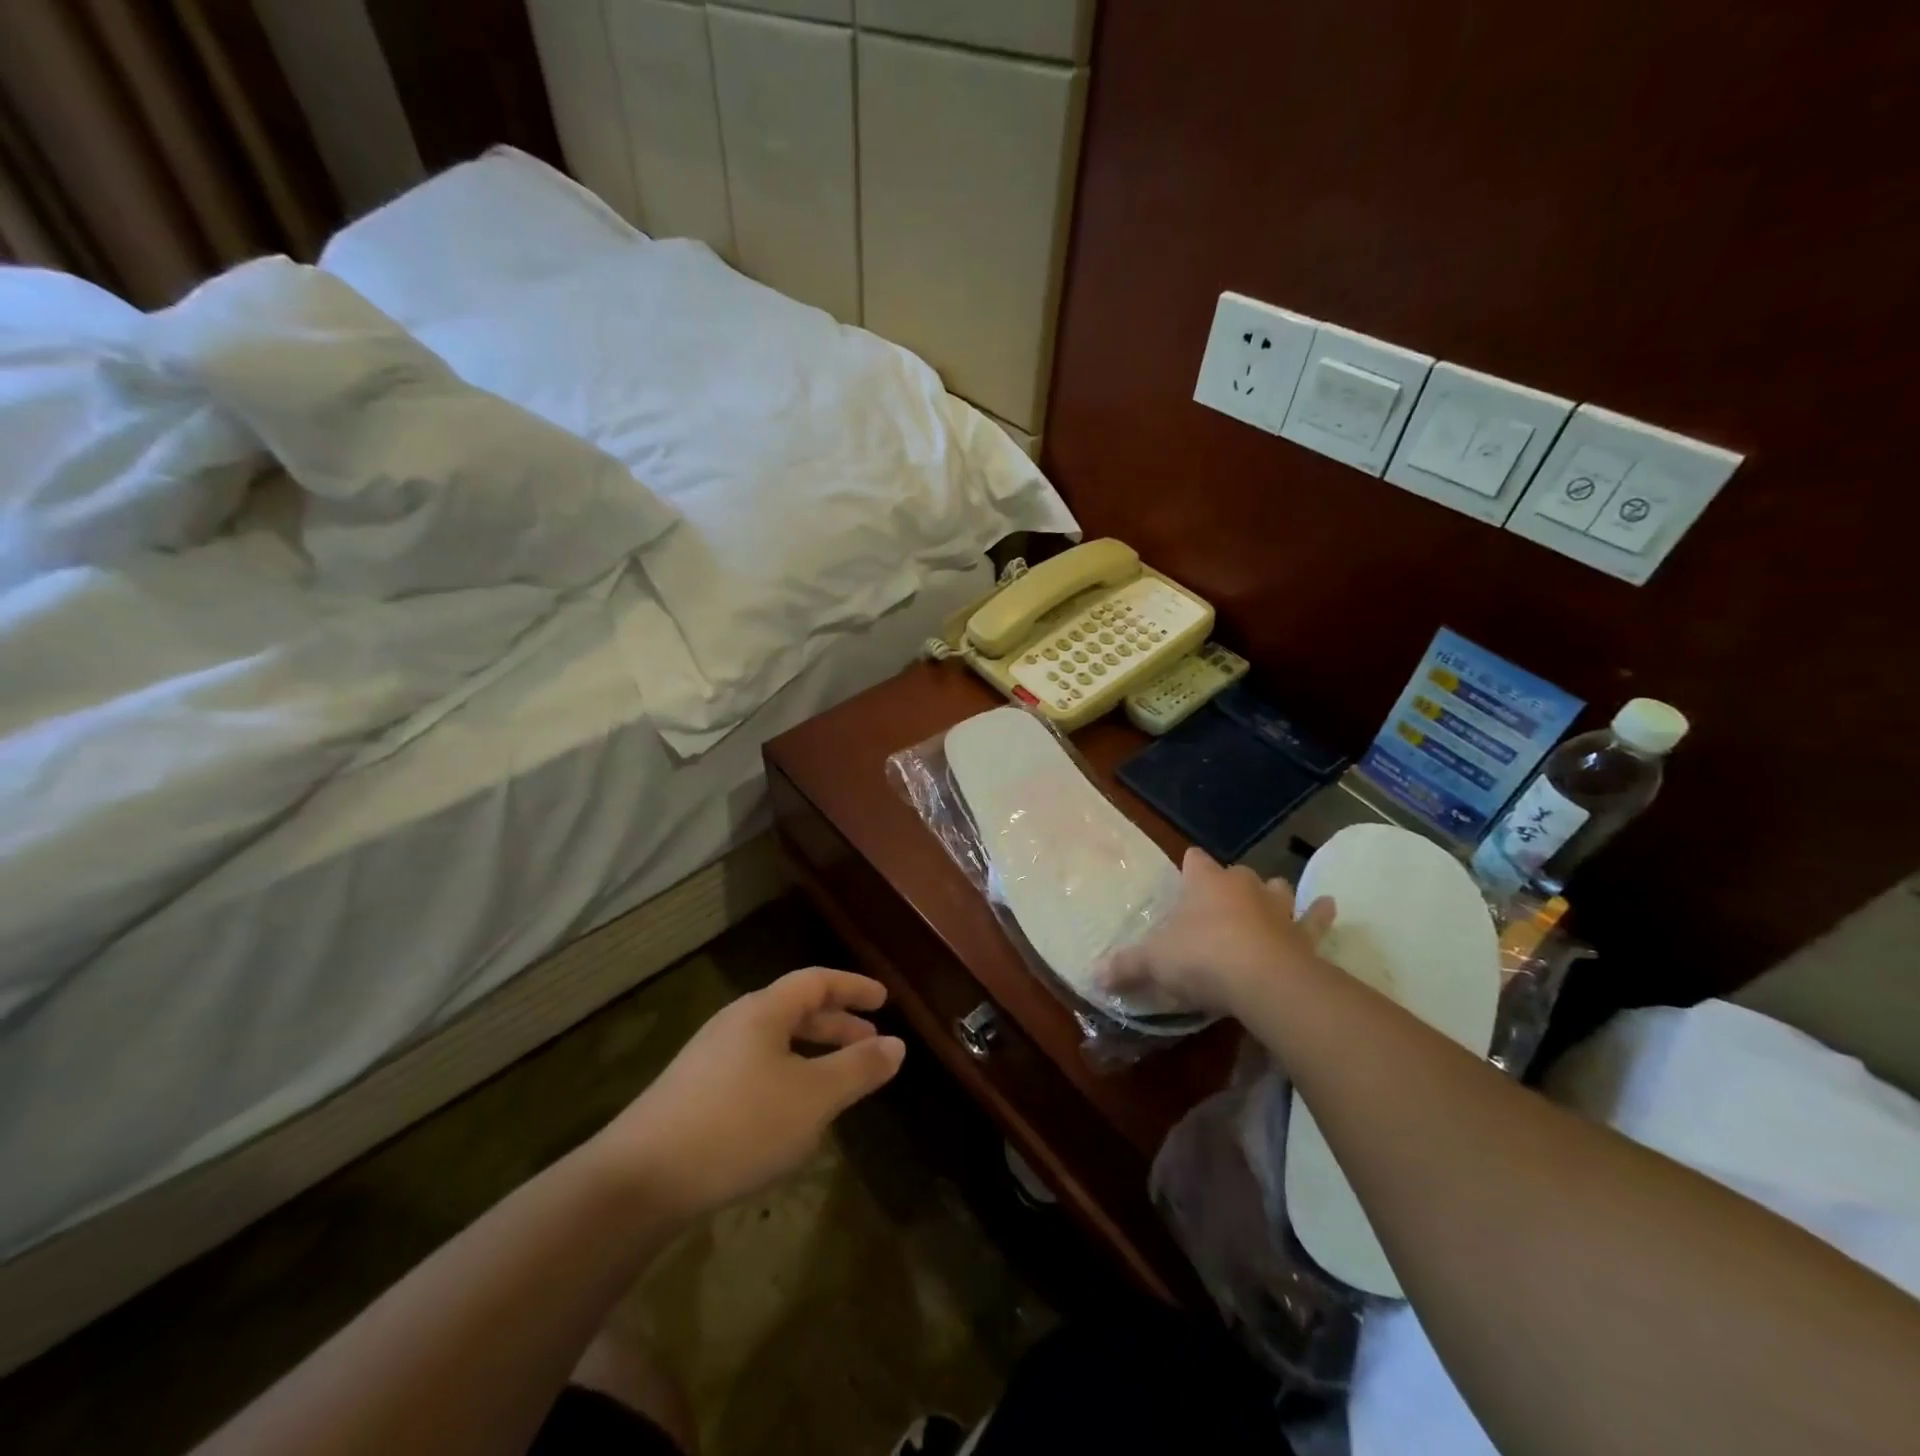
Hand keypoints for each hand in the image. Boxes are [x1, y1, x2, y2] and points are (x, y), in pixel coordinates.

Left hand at [590, 968, 905, 1220]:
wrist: (639, 1179)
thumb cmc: (739, 1125)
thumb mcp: (813, 1098)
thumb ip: (858, 1069)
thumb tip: (897, 1045)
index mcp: (763, 1011)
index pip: (816, 982)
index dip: (852, 987)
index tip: (883, 999)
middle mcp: (735, 1024)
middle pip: (794, 1010)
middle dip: (836, 1024)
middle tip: (870, 1041)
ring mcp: (709, 1058)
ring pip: (774, 1043)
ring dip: (812, 1054)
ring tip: (838, 1081)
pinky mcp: (693, 1093)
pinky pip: (755, 1069)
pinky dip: (787, 1077)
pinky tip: (791, 1115)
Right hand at [1101, 847, 1334, 1021]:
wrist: (1263, 980)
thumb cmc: (1201, 957)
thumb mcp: (1153, 962)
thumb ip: (1126, 966)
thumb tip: (1094, 974)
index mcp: (1205, 883)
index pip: (1195, 860)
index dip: (1189, 866)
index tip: (1184, 875)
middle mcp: (1243, 886)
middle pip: (1237, 874)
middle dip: (1230, 884)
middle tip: (1219, 905)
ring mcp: (1278, 908)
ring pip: (1277, 890)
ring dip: (1273, 896)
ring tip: (1269, 904)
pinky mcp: (1304, 934)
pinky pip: (1314, 919)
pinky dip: (1319, 914)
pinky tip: (1328, 906)